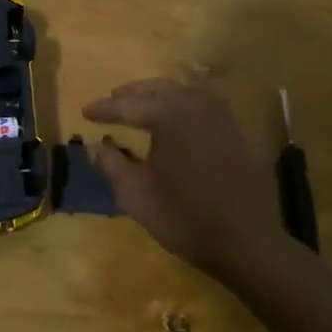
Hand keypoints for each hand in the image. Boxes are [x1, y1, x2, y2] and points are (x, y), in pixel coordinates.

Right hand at [82, 79, 285, 282]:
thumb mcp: (136, 194)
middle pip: (157, 89)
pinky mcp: (234, 131)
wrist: (247, 242)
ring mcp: (219, 116)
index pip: (127, 106)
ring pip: (181, 92)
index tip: (84, 112)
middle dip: (131, 94)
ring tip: (139, 106)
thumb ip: (112, 164)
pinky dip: (180, 104)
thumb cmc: (185, 217)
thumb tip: (96, 145)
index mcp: (168, 114)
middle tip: (111, 101)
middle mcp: (195, 104)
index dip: (103, 109)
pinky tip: (173, 119)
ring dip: (157, 95)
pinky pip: (200, 105)